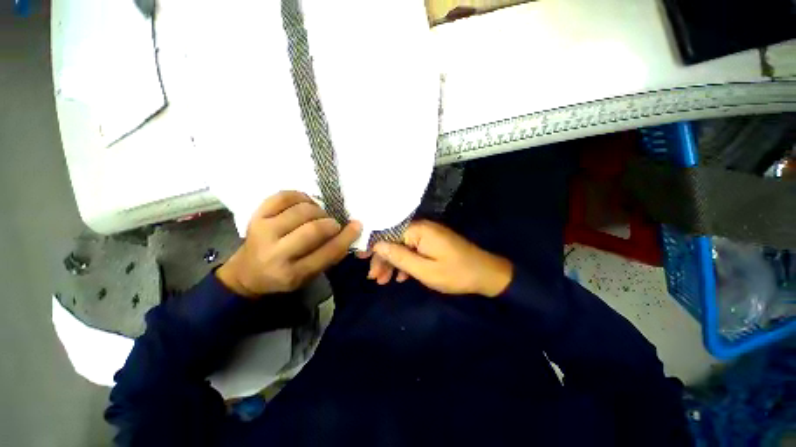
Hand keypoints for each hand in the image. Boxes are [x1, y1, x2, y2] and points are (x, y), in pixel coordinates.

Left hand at [217, 191, 361, 297]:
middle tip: (333, 224)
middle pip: (313, 229)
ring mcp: (262, 231)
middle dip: (330, 223)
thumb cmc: (285, 275)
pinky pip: (283, 196)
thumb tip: (351, 230)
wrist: (248, 272)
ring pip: (301, 210)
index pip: (327, 252)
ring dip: (317, 210)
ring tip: (318, 215)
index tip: (357, 225)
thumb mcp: (310, 274)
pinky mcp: (256, 216)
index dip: (346, 237)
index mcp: (292, 274)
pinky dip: (300, 196)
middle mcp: (275, 253)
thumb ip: (331, 254)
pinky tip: (305, 203)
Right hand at [366, 220, 512, 297]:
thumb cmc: (455, 273)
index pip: (389, 233)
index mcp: (419, 230)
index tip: (360, 259)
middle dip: (383, 259)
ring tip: (384, 281)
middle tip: (374, 278)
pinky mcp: (432, 244)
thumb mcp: (425, 270)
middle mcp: (422, 228)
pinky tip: (401, 278)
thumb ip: (400, 257)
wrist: (485, 274)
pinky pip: (413, 251)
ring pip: (403, 247)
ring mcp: (428, 236)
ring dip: (393, 263)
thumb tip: (377, 245)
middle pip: (394, 240)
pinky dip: (406, 264)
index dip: (374, 246)